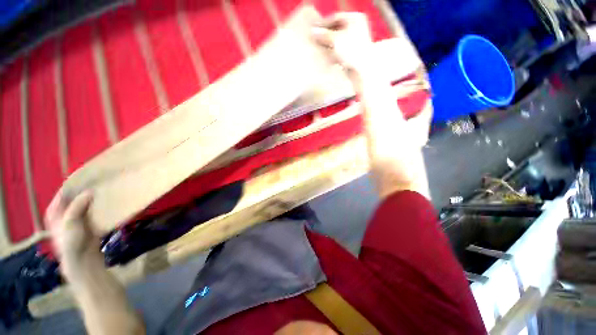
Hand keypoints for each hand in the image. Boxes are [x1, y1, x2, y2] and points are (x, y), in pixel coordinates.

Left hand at [46, 190, 101, 276]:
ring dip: (94, 198)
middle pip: (75, 197)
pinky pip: (94, 210)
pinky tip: (107, 202)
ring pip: (85, 203)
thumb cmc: (70, 242)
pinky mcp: (89, 222)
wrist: (83, 259)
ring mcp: (77, 218)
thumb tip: (90, 191)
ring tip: (104, 190)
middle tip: (97, 182)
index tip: (86, 177)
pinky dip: (99, 206)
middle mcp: (65, 213)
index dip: (72, 185)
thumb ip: (76, 206)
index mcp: (55, 212)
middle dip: (85, 191)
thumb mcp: (70, 223)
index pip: (62, 193)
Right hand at [312, 13, 373, 75]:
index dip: (324, 24)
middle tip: (315, 41)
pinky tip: (327, 57)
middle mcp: (357, 27)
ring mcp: (356, 41)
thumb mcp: (335, 40)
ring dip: (329, 45)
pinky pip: (340, 50)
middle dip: (326, 36)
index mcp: (355, 18)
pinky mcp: (353, 53)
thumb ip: (323, 35)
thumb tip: (313, 32)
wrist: (362, 69)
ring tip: (319, 49)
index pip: (335, 17)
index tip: (313, 31)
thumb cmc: (351, 50)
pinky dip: (333, 52)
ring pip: (338, 40)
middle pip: (337, 29)